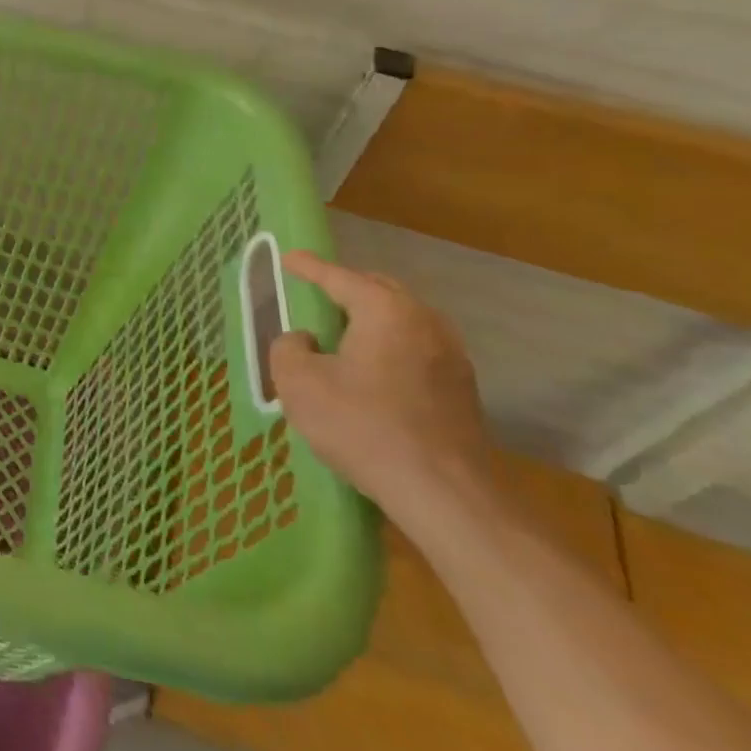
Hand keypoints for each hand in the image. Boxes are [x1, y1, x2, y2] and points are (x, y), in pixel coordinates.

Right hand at [270, 251, 494, 529]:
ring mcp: (451, 356)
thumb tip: (304, 340)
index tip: (288, 258)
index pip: (339, 277)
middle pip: (380, 291)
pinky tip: (371, 372)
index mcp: (385, 310)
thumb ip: (289, 348)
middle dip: (346, 288)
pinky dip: (389, 347)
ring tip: (341, 335)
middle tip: (316, 296)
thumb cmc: (363, 426)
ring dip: (371, 320)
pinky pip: (416, 349)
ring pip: (403, 321)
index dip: (308, 267)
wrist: (444, 493)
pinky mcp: (461, 390)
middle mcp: (425, 322)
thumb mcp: (299, 383)